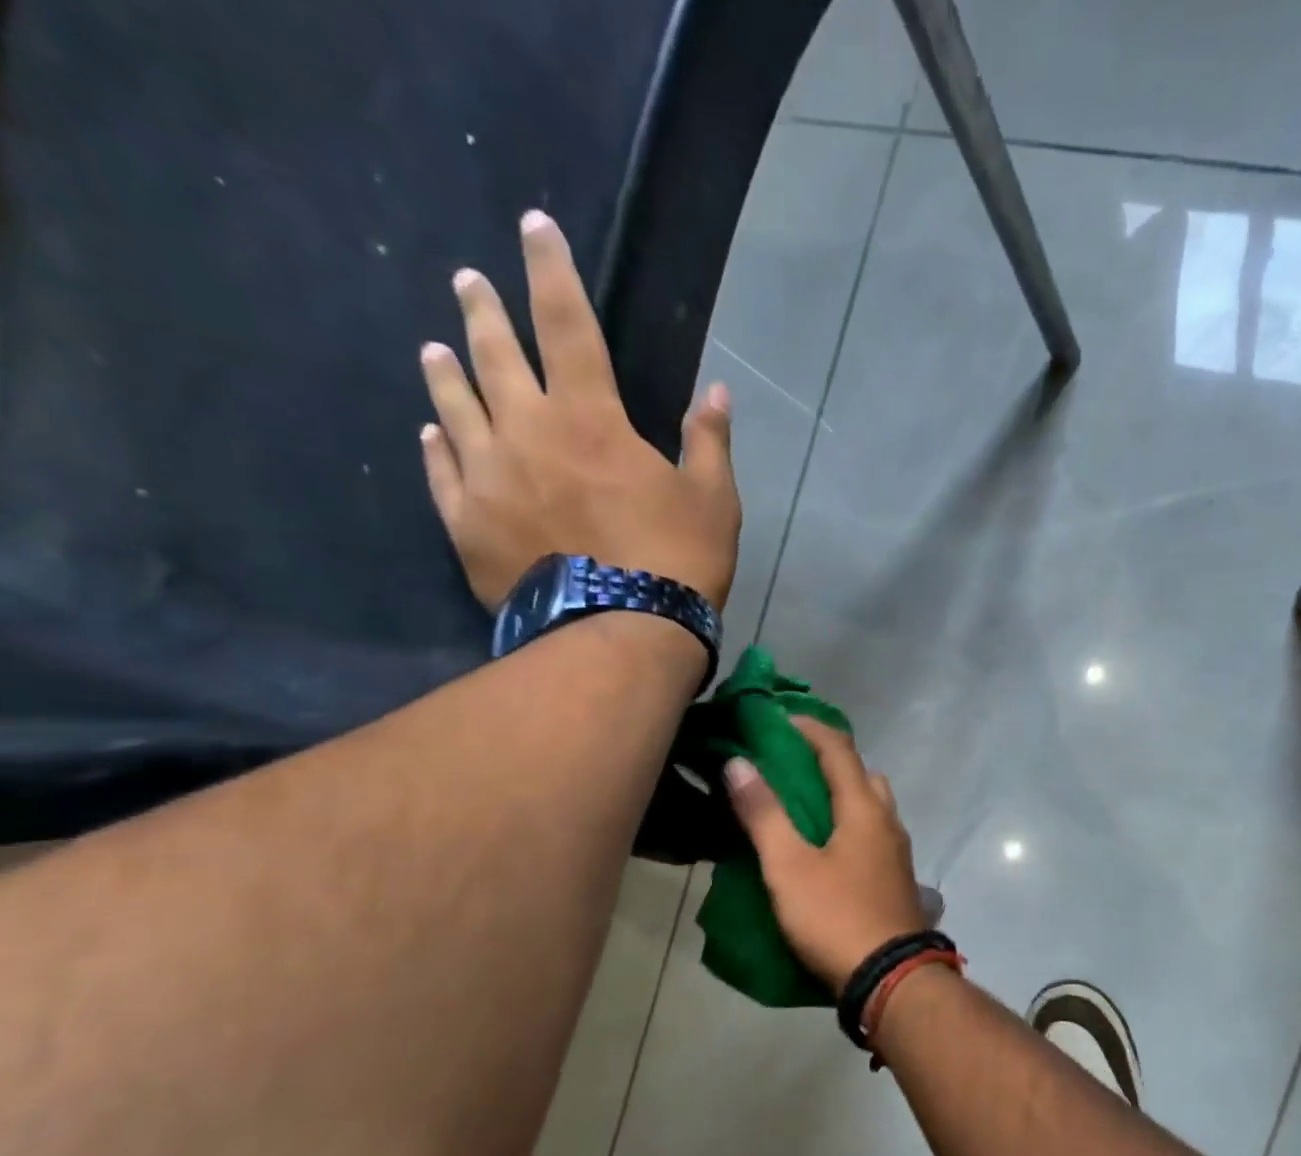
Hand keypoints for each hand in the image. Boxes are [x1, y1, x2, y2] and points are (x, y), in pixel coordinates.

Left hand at [419, 210, 741, 610]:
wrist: (621, 632)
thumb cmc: (677, 561)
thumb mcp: (714, 499)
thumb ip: (709, 440)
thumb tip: (717, 390)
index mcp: (592, 419)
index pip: (567, 324)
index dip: (552, 271)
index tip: (534, 226)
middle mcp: (528, 432)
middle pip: (497, 356)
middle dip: (484, 311)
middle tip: (469, 282)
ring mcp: (488, 477)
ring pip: (457, 408)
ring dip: (448, 372)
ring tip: (436, 348)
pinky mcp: (467, 523)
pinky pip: (442, 473)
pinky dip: (438, 447)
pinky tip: (431, 433)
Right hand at [724, 718, 929, 993]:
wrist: (890, 977)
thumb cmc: (836, 916)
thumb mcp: (789, 866)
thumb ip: (764, 814)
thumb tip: (739, 764)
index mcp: (864, 808)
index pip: (838, 749)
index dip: (809, 728)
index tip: (777, 719)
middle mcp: (887, 820)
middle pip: (860, 773)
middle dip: (827, 759)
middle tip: (789, 763)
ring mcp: (896, 850)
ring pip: (870, 805)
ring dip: (840, 793)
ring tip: (801, 805)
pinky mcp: (895, 877)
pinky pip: (871, 832)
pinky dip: (848, 822)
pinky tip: (824, 846)